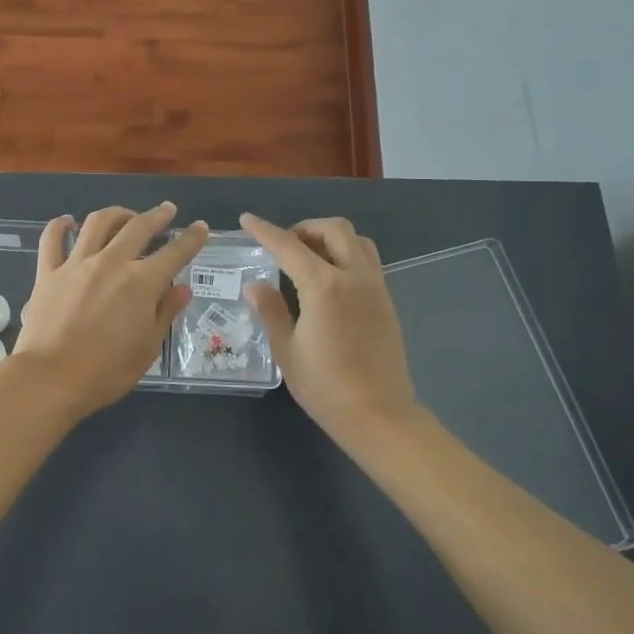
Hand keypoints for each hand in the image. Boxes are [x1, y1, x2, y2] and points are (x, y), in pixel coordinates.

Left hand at [10, 202, 209, 418]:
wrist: (50, 379)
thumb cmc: (106, 371)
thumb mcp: (148, 347)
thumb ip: (165, 312)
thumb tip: (182, 288)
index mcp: (141, 282)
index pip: (174, 253)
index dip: (191, 238)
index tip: (200, 227)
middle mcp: (111, 263)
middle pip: (138, 227)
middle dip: (157, 216)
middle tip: (166, 210)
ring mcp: (76, 264)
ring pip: (98, 223)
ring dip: (116, 214)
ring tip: (125, 215)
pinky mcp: (47, 272)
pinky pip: (52, 239)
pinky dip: (60, 226)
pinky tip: (68, 222)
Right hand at [240, 213, 418, 447]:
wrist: (379, 414)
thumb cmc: (325, 385)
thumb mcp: (287, 350)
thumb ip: (271, 310)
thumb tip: (255, 285)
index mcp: (323, 285)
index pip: (288, 246)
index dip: (264, 230)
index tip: (247, 220)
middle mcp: (353, 276)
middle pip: (334, 229)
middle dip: (305, 228)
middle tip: (285, 245)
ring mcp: (375, 286)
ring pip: (357, 241)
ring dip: (331, 238)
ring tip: (310, 258)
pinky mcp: (386, 301)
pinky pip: (368, 261)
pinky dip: (347, 255)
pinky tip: (330, 281)